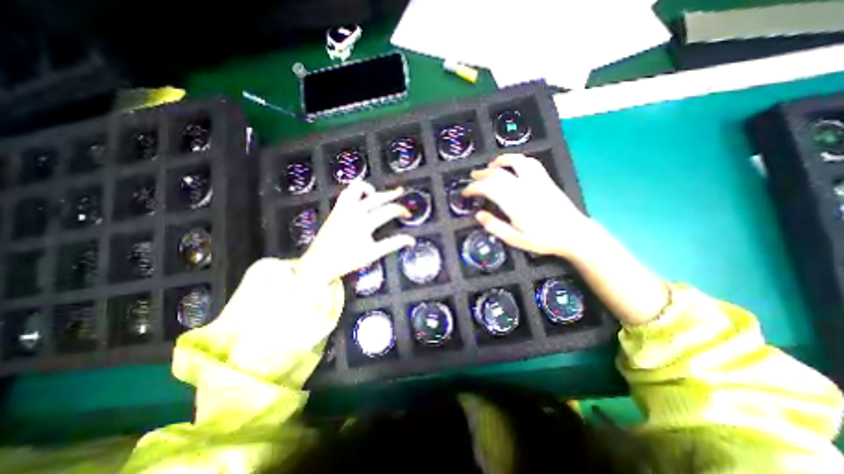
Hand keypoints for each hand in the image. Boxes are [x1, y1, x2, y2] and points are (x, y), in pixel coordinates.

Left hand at [296, 180, 413, 284]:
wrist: (319, 263)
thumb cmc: (346, 260)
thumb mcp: (373, 254)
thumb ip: (393, 244)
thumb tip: (411, 240)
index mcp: (364, 222)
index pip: (389, 210)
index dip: (401, 210)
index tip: (408, 215)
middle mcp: (354, 211)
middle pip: (376, 196)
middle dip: (391, 193)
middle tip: (400, 192)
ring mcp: (343, 208)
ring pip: (356, 187)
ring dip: (368, 188)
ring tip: (376, 193)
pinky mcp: (335, 209)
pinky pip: (346, 193)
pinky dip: (355, 192)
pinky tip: (360, 200)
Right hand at [464, 152, 595, 257]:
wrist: (574, 234)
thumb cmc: (543, 239)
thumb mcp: (515, 239)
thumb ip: (495, 227)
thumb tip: (478, 215)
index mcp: (514, 203)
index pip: (488, 188)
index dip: (473, 188)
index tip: (465, 192)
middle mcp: (524, 187)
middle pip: (498, 173)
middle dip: (482, 174)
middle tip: (472, 177)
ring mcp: (536, 181)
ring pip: (515, 161)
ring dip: (500, 161)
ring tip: (491, 165)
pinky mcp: (545, 179)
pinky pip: (530, 163)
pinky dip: (518, 160)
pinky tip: (513, 165)